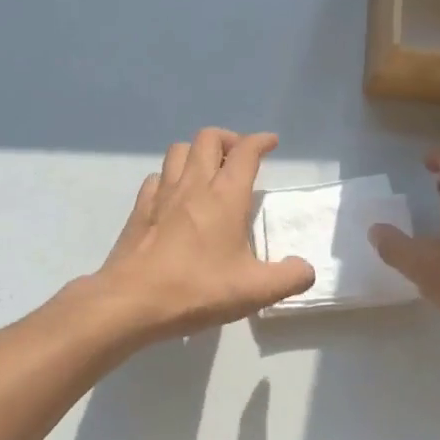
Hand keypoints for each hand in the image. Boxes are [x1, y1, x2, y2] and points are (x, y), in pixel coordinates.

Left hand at [94, 129, 315, 341]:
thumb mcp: (254, 290)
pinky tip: (175, 196)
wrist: (133, 300)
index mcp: (225, 196)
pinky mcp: (140, 209)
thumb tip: (306, 269)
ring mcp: (162, 194)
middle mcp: (193, 184)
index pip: (246, 152)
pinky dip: (170, 177)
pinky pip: (157, 177)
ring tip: (208, 171)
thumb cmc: (197, 289)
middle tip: (239, 158)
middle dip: (228, 139)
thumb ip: (288, 278)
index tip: (271, 143)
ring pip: (179, 150)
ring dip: (197, 152)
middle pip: (209, 138)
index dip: (260, 141)